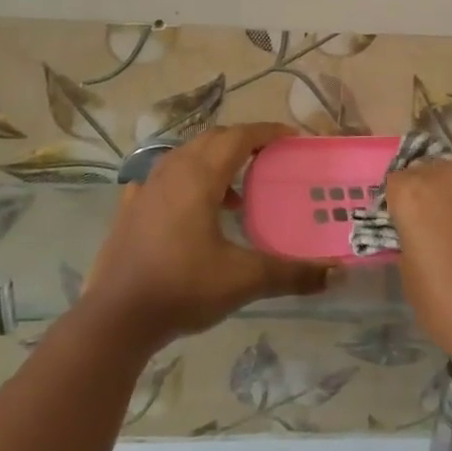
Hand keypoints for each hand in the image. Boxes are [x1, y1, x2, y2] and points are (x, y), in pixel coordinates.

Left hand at [83, 124, 329, 351]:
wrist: (116, 317)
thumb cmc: (182, 288)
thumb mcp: (243, 280)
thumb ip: (290, 273)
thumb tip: (335, 274)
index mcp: (199, 176)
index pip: (239, 137)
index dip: (267, 133)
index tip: (292, 138)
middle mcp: (171, 170)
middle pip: (212, 140)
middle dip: (243, 143)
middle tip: (270, 161)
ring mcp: (146, 188)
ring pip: (186, 156)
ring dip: (215, 162)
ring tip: (236, 194)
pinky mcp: (130, 208)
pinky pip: (164, 178)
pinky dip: (186, 181)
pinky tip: (192, 209)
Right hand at [385, 130, 451, 376]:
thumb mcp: (412, 278)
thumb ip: (412, 240)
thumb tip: (422, 233)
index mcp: (414, 194)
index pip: (396, 182)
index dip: (401, 206)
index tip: (408, 229)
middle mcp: (449, 175)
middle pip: (432, 165)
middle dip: (430, 187)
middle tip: (438, 222)